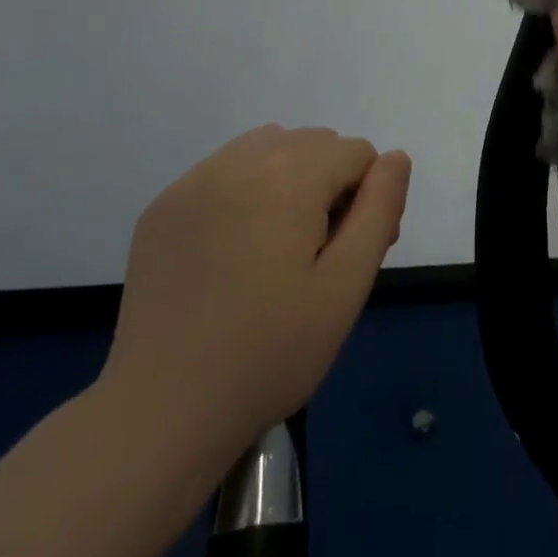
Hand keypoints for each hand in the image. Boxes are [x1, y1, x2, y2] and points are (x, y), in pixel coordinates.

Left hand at [94, 125, 410, 472]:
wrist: (162, 412)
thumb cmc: (270, 352)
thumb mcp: (346, 285)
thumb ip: (380, 209)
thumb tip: (396, 157)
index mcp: (289, 174)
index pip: (356, 153)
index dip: (367, 199)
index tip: (351, 255)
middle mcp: (239, 160)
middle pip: (313, 144)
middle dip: (329, 185)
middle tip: (317, 257)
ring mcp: (194, 180)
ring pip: (267, 148)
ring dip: (287, 180)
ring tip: (277, 249)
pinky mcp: (163, 206)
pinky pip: (223, 172)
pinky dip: (243, 193)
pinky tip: (232, 253)